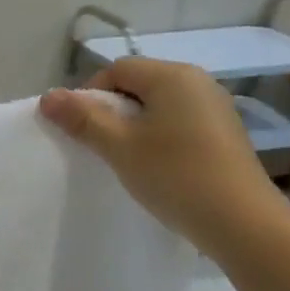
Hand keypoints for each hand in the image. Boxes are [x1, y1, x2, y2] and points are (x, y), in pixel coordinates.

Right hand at [39, 59, 289, 258]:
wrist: (241, 221)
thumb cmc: (174, 176)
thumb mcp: (120, 147)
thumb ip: (83, 119)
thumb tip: (48, 96)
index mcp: (172, 76)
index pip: (117, 69)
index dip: (90, 95)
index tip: (81, 131)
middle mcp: (198, 81)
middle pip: (139, 84)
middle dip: (112, 111)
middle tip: (100, 147)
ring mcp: (215, 107)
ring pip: (159, 106)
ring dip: (135, 127)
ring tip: (127, 161)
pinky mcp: (224, 133)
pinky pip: (179, 123)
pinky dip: (160, 138)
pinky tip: (157, 169)